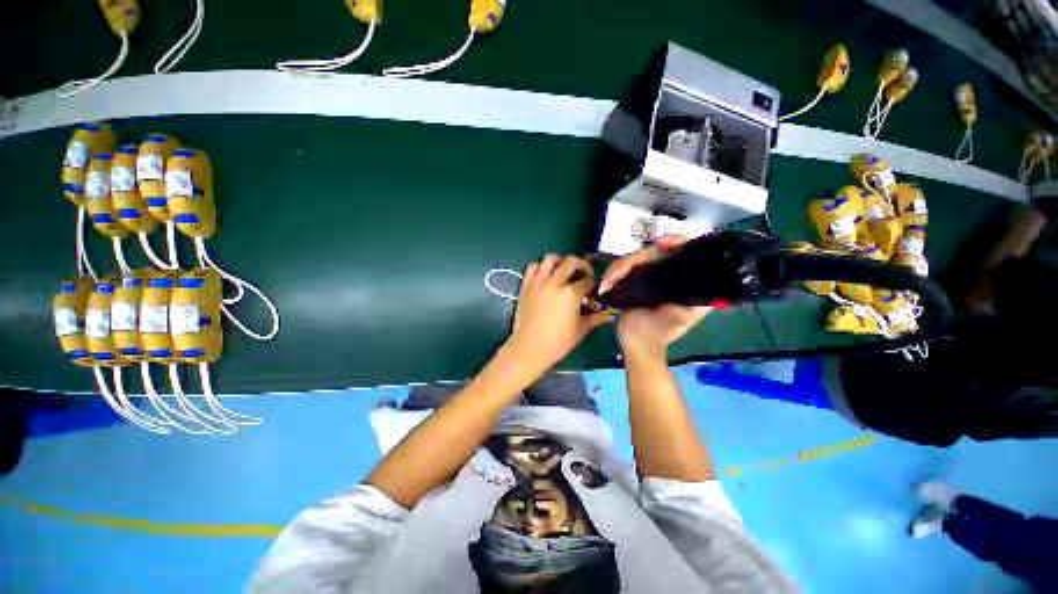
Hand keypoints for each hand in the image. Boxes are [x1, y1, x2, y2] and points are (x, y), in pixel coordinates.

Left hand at [506, 255, 612, 372]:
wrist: (529, 348)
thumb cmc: (558, 342)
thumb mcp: (581, 329)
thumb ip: (595, 318)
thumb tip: (608, 314)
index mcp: (570, 293)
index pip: (586, 280)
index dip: (592, 284)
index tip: (592, 289)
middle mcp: (554, 282)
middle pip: (571, 261)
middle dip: (581, 265)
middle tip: (583, 274)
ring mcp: (538, 282)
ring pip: (550, 258)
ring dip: (560, 261)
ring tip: (564, 270)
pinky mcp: (526, 286)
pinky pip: (532, 267)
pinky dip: (541, 267)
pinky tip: (546, 275)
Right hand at [599, 236, 710, 360]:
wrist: (637, 344)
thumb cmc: (660, 332)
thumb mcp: (683, 315)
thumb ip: (694, 297)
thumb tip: (700, 275)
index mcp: (685, 280)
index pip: (682, 250)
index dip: (672, 241)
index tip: (658, 244)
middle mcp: (667, 274)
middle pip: (652, 252)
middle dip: (633, 260)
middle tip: (616, 276)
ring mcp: (648, 276)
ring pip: (634, 260)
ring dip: (617, 269)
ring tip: (607, 283)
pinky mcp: (632, 281)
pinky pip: (622, 270)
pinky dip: (612, 274)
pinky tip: (605, 284)